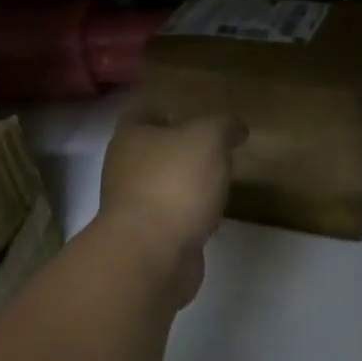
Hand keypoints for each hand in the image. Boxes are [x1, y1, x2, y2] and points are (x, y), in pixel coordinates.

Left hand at [98, 107, 246, 306]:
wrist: (153, 253)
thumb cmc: (175, 182)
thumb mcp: (208, 138)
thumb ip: (224, 126)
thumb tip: (235, 127)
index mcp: (131, 137)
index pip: (142, 111)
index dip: (163, 107)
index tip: (188, 109)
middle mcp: (126, 169)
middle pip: (153, 150)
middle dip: (180, 149)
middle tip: (213, 146)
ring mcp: (135, 206)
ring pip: (164, 186)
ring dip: (187, 184)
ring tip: (219, 181)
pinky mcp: (150, 238)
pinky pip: (174, 218)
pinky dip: (192, 216)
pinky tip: (214, 217)